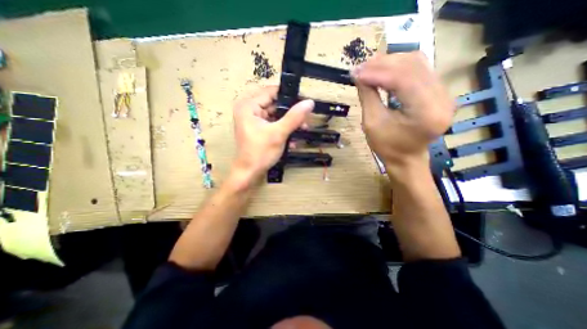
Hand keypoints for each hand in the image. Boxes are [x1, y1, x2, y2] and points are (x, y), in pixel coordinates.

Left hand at [230, 86, 316, 183]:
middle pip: (274, 104)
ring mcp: (253, 119)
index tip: (304, 103)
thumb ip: (294, 117)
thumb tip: (309, 102)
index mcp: (248, 106)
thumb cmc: (260, 152)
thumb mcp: (279, 133)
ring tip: (302, 130)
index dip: (289, 96)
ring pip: (276, 115)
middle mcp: (249, 109)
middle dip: (291, 113)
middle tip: (305, 120)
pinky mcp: (258, 128)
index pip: (271, 92)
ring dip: (289, 123)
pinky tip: (292, 139)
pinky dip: (283, 129)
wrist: (249, 173)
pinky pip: (273, 124)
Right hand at [350, 52, 454, 178]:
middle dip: (383, 64)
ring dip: (390, 62)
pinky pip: (419, 69)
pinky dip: (398, 67)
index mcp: (426, 112)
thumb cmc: (387, 147)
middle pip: (413, 66)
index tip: (356, 72)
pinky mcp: (439, 92)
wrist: (406, 158)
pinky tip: (383, 70)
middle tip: (360, 67)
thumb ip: (368, 96)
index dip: (377, 73)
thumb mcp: (372, 123)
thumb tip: (359, 75)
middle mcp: (442, 98)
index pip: (403, 80)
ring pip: (418, 63)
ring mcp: (444, 93)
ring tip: (368, 67)